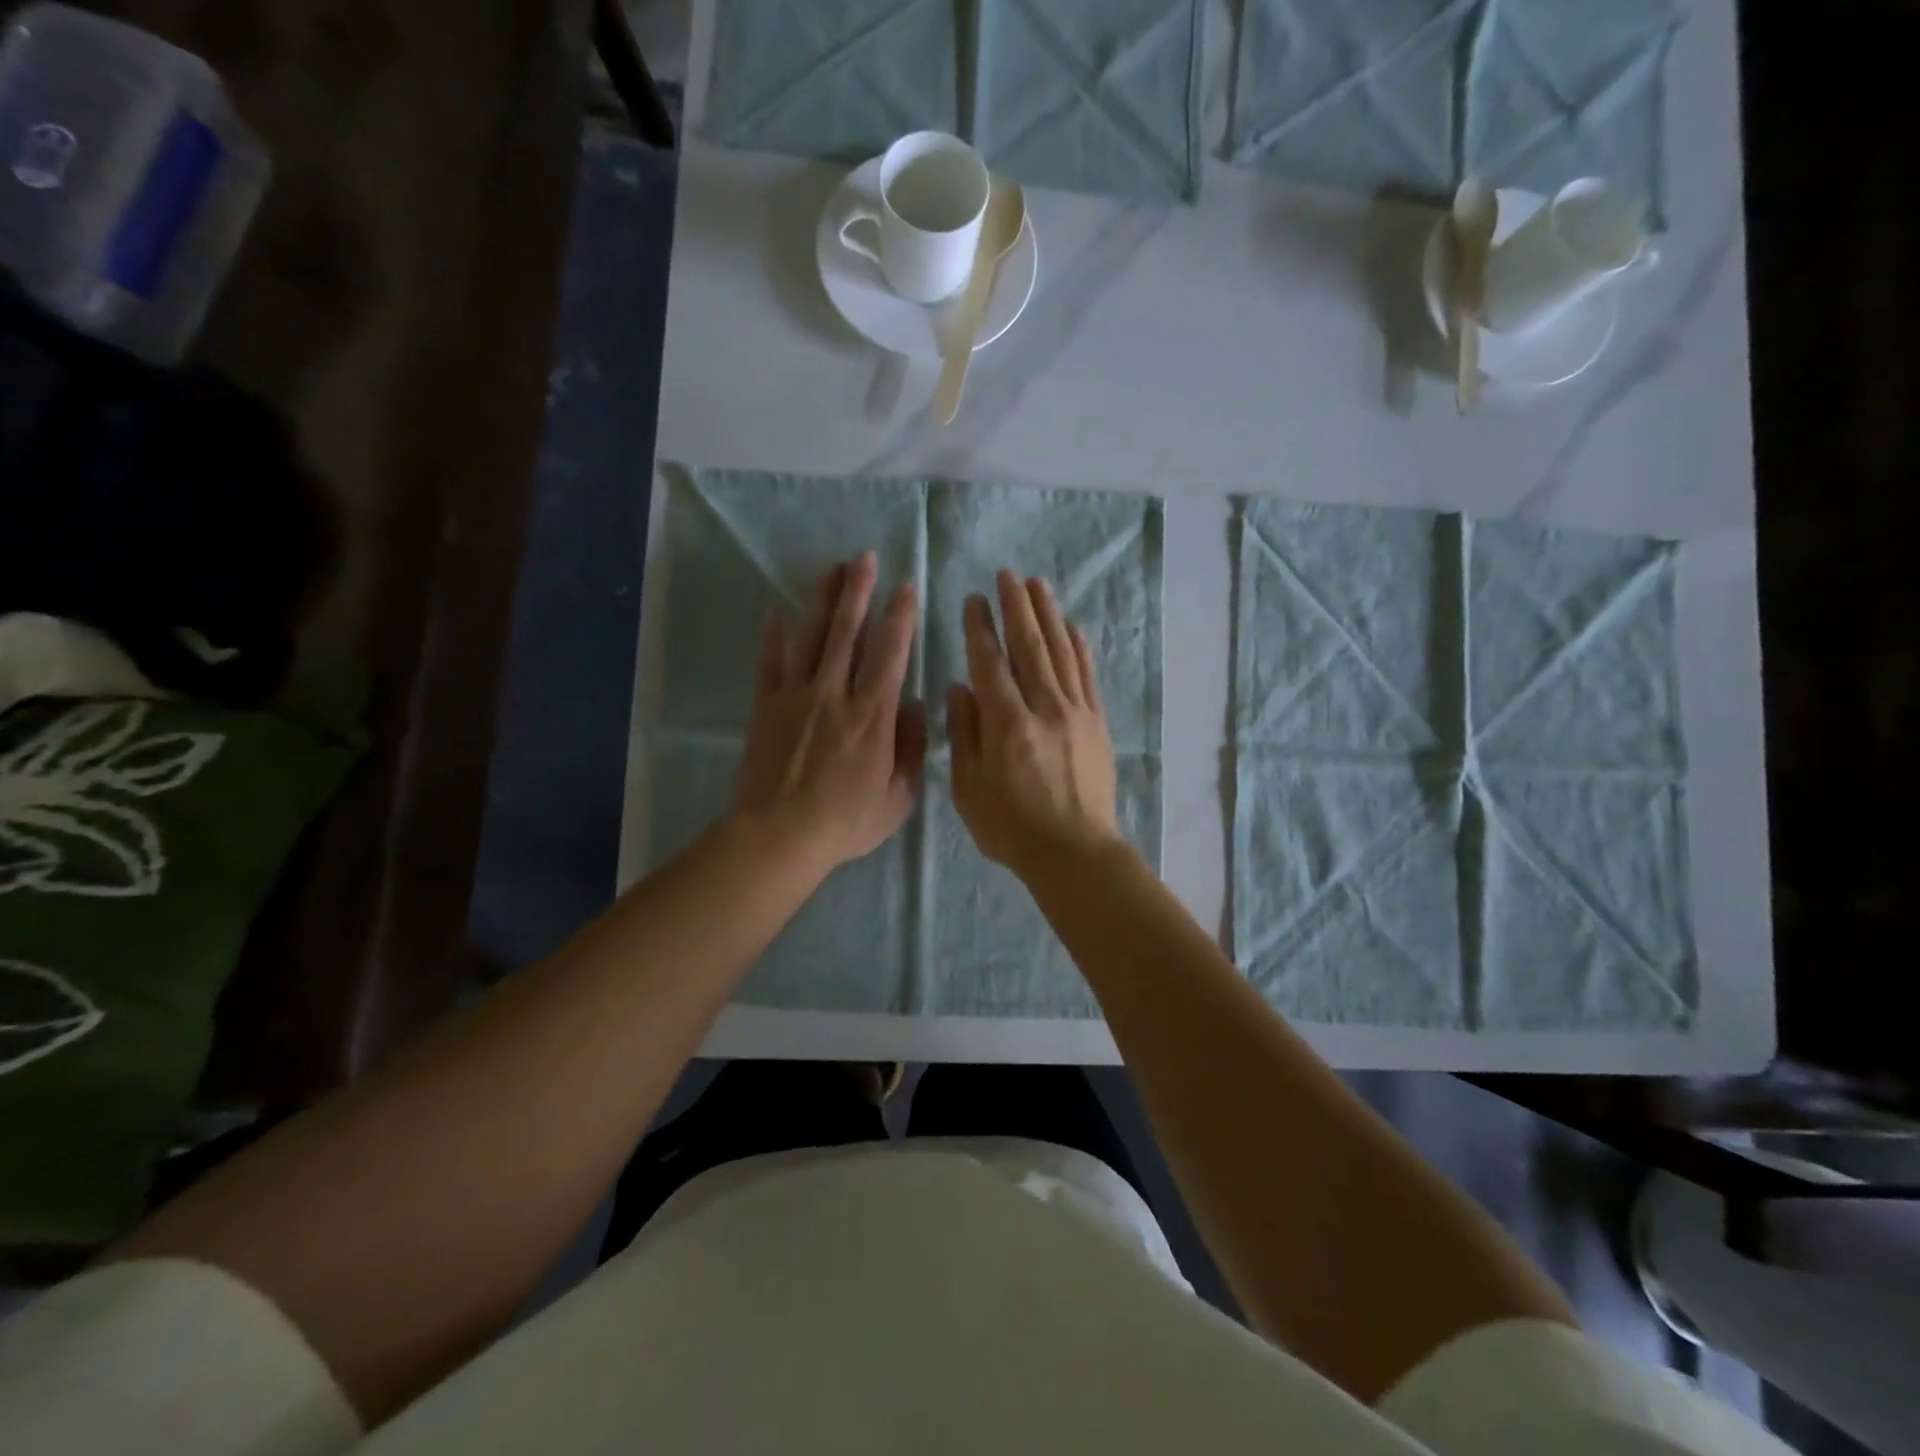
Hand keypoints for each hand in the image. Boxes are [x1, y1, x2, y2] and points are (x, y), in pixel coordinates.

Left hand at [733, 552, 926, 874]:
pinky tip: (776, 612)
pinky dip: (773, 637)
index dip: (899, 618)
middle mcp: (835, 694)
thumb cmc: (845, 821)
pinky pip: (770, 664)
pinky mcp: (766, 707)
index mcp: (873, 715)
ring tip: (831, 569)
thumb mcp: (898, 797)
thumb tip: (914, 704)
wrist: (779, 836)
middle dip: (858, 592)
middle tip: (864, 558)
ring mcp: (796, 697)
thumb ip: (911, 748)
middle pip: (847, 633)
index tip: (905, 588)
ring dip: (823, 601)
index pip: (890, 654)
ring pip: (812, 638)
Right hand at [947, 569, 1122, 881]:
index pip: (990, 664)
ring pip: (1061, 653)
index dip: (980, 629)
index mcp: (1007, 724)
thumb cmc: (1012, 827)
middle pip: (1029, 647)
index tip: (973, 600)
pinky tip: (1073, 627)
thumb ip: (964, 734)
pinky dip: (1080, 648)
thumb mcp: (970, 788)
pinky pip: (1088, 676)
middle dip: (1016, 607)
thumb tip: (960, 688)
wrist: (1076, 853)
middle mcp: (1044, 708)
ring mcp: (1076, 713)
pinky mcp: (1097, 724)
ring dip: (1048, 615)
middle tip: (1007, 574)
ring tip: (1038, 584)